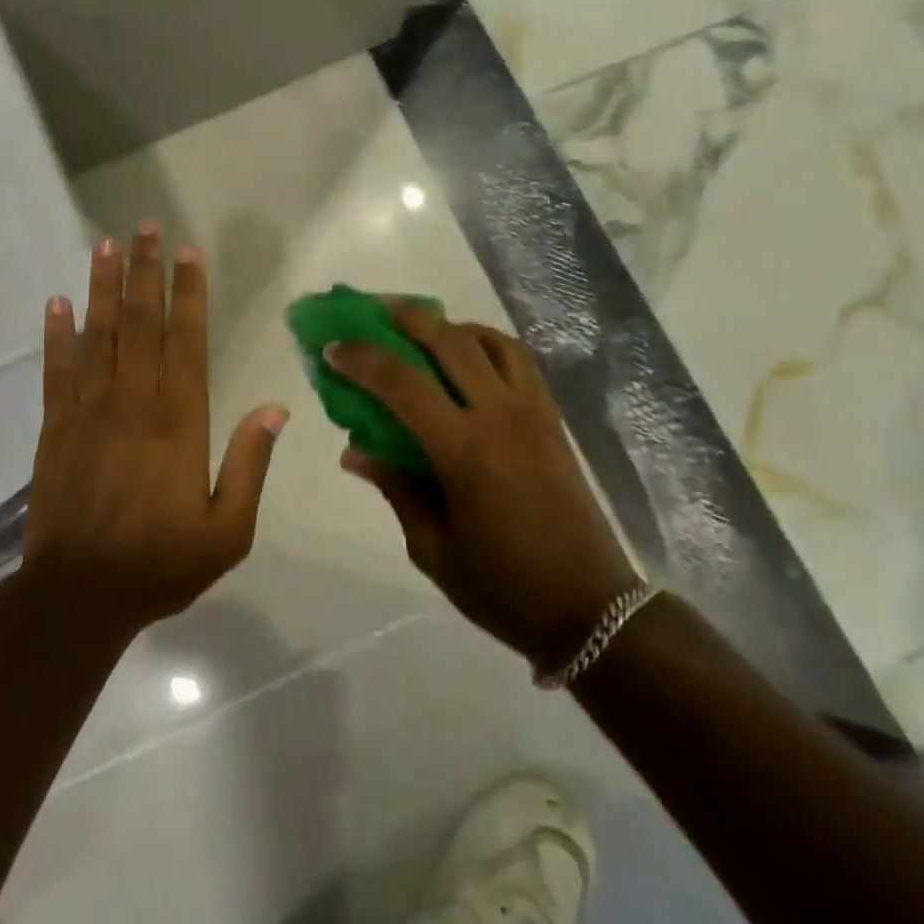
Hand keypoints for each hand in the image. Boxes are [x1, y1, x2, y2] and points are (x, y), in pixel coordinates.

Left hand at [19, 224, 288, 639]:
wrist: (79, 596)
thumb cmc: (161, 564)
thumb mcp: (227, 530)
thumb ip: (250, 464)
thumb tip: (276, 408)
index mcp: (179, 421)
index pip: (186, 341)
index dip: (189, 293)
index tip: (189, 253)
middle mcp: (133, 402)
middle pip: (141, 323)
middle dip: (145, 272)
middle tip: (146, 228)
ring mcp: (88, 410)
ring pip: (98, 335)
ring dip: (103, 287)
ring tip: (106, 244)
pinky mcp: (55, 427)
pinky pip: (56, 370)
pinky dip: (57, 334)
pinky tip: (57, 303)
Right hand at [326, 303, 640, 672]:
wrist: (590, 609)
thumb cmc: (503, 587)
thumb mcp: (432, 548)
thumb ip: (396, 488)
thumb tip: (355, 451)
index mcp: (464, 450)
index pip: (402, 383)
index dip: (361, 359)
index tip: (333, 348)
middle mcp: (500, 416)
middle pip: (449, 341)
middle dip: (406, 318)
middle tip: (375, 313)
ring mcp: (533, 413)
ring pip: (490, 340)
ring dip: (451, 326)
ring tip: (424, 332)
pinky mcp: (554, 420)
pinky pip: (520, 361)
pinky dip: (489, 344)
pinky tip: (470, 359)